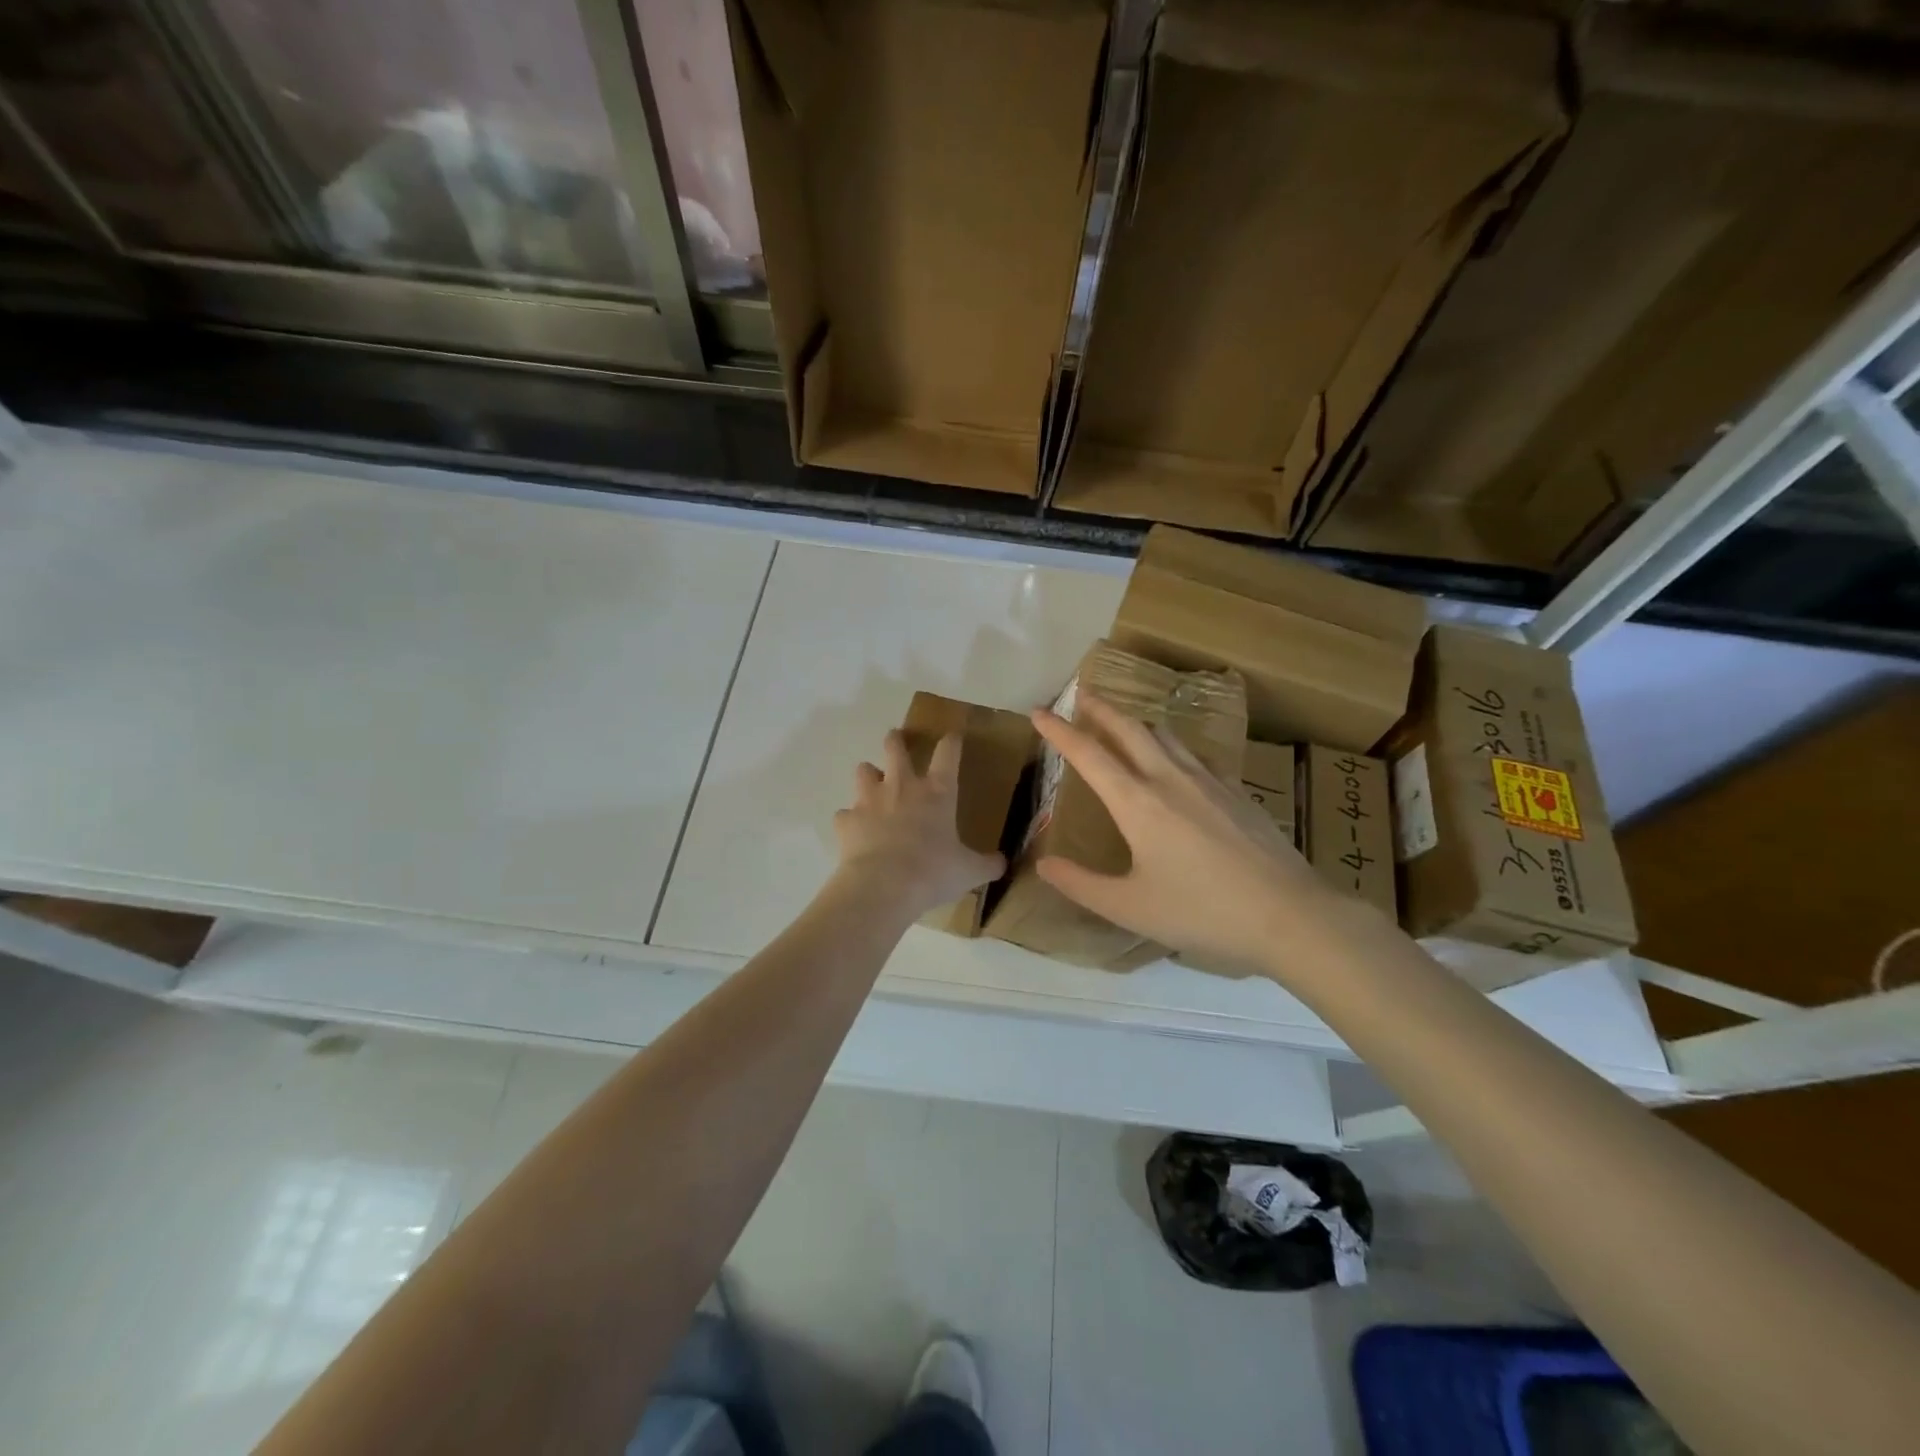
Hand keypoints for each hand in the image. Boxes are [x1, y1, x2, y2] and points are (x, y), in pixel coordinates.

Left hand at [833, 729, 1006, 918]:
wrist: (883, 886)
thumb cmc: (933, 872)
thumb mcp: (969, 872)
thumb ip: (987, 864)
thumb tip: (1002, 863)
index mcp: (937, 793)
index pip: (947, 754)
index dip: (951, 742)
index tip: (952, 736)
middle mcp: (902, 787)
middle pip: (894, 747)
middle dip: (896, 740)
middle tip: (896, 740)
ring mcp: (869, 800)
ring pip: (863, 770)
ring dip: (869, 774)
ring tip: (873, 785)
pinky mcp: (846, 820)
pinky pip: (845, 814)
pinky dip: (851, 820)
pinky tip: (855, 832)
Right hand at [1031, 695, 1338, 972]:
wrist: (1290, 914)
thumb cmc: (1203, 912)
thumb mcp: (1131, 908)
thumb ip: (1082, 885)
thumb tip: (1044, 864)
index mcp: (1138, 803)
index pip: (1089, 754)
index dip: (1060, 731)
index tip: (1038, 712)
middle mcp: (1170, 779)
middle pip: (1130, 728)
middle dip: (1102, 709)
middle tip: (1083, 696)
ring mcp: (1209, 781)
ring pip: (1165, 735)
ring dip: (1137, 722)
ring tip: (1124, 724)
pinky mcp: (1237, 791)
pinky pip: (1194, 754)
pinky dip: (1170, 745)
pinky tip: (1177, 762)